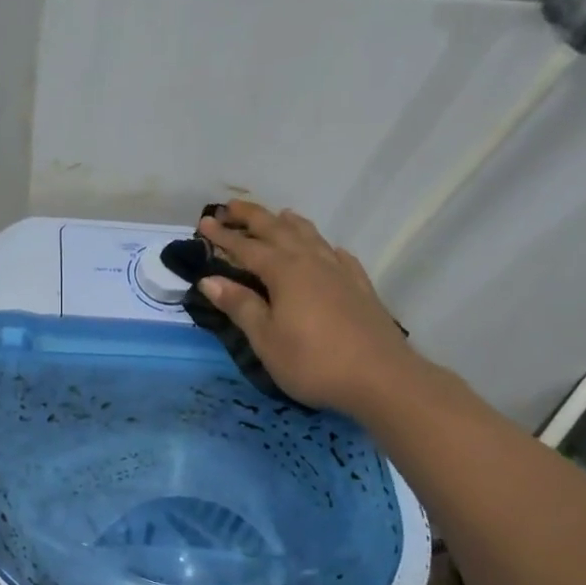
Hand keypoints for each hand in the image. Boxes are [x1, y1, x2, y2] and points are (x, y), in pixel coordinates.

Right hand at [196, 201, 421, 416]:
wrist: (382, 378)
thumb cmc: (313, 361)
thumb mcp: (266, 339)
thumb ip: (239, 305)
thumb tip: (210, 280)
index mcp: (284, 272)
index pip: (246, 247)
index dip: (223, 235)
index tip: (203, 222)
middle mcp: (311, 262)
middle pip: (278, 230)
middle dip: (252, 217)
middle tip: (230, 206)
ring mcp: (340, 271)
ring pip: (310, 236)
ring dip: (289, 223)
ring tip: (278, 215)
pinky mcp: (360, 286)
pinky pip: (338, 254)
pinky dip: (323, 245)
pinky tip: (326, 249)